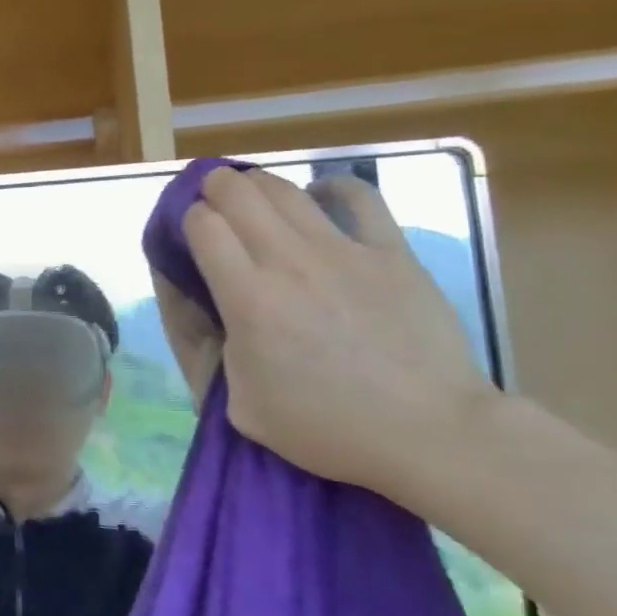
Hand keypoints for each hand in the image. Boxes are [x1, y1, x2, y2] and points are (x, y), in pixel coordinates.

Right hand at [180, 167, 497, 493]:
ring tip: (254, 193)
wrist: (427, 431)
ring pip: (287, 189)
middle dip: (216, 187)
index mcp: (247, 298)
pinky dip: (332, 187)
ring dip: (259, 184)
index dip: (188, 220)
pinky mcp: (391, 252)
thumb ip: (220, 351)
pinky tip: (321, 193)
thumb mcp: (244, 404)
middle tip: (213, 199)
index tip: (191, 233)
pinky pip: (359, 198)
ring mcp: (343, 251)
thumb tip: (218, 313)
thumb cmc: (327, 427)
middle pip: (239, 193)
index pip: (202, 226)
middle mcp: (288, 261)